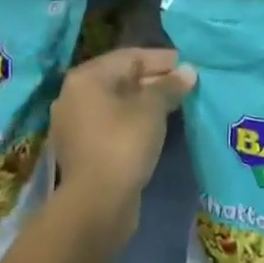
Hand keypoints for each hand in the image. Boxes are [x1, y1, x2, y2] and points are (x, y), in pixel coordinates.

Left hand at [51, 48, 194, 246]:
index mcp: (86, 78)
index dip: (162, 59)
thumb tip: (188, 71)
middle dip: (154, 80)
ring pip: (117, 103)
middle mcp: (74, 96)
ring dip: (145, 102)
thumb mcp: (152, 110)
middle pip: (121, 79)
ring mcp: (75, 124)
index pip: (130, 57)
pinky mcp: (83, 149)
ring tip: (176, 104)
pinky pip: (112, 124)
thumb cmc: (123, 144)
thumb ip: (169, 86)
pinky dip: (134, 121)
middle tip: (186, 85)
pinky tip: (157, 127)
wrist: (96, 205)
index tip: (188, 64)